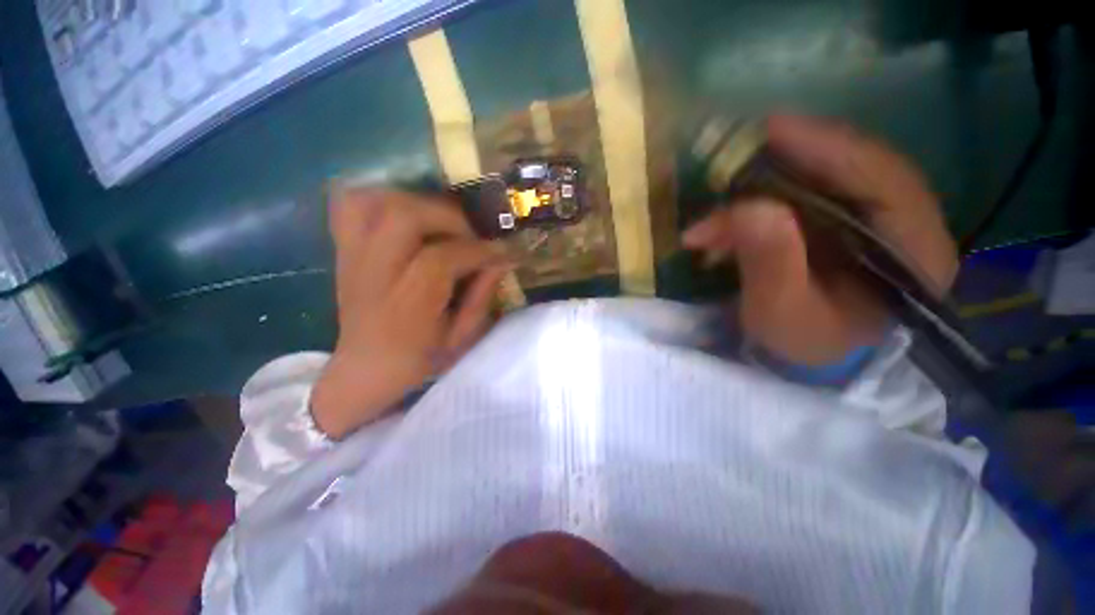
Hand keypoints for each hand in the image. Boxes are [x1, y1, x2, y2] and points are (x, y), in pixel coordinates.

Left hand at [311, 189, 509, 438]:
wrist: (364, 369)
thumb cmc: (419, 359)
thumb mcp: (462, 339)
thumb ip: (482, 297)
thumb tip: (502, 260)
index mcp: (407, 305)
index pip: (441, 258)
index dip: (478, 250)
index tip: (503, 251)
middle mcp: (375, 274)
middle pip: (404, 217)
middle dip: (449, 217)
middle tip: (471, 235)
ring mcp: (352, 257)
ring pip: (375, 202)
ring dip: (417, 203)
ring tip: (442, 222)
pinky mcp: (344, 250)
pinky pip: (351, 205)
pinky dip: (382, 198)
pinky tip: (407, 214)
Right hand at [683, 114, 958, 365]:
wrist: (809, 353)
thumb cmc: (801, 341)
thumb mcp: (781, 313)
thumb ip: (771, 265)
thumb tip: (748, 208)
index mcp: (915, 252)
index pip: (883, 178)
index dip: (827, 147)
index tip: (770, 131)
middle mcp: (908, 223)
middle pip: (856, 165)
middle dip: (792, 155)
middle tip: (737, 150)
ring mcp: (878, 216)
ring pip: (830, 172)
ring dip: (772, 175)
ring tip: (727, 183)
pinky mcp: (849, 217)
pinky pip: (812, 187)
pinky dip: (769, 190)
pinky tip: (738, 204)